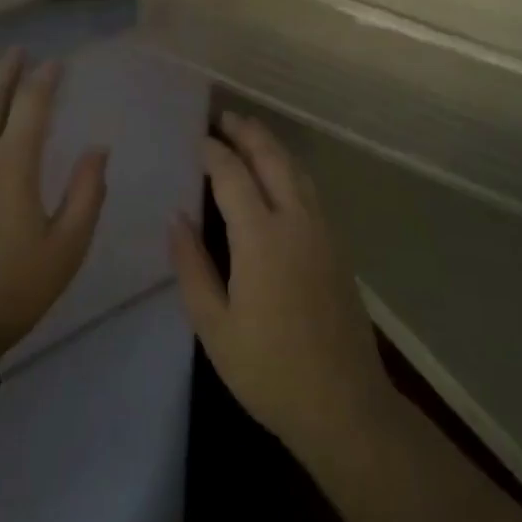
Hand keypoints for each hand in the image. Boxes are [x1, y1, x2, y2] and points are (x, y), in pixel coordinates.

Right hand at [170, 113, 395, 463]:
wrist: (344, 405)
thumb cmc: (269, 371)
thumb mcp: (215, 328)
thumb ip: (192, 268)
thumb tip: (176, 217)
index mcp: (261, 238)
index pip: (232, 174)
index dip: (213, 151)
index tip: (195, 138)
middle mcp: (295, 221)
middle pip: (271, 158)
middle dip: (246, 132)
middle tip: (223, 117)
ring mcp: (321, 230)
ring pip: (295, 169)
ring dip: (270, 145)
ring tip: (248, 132)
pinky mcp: (336, 244)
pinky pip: (309, 187)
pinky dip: (289, 166)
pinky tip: (279, 173)